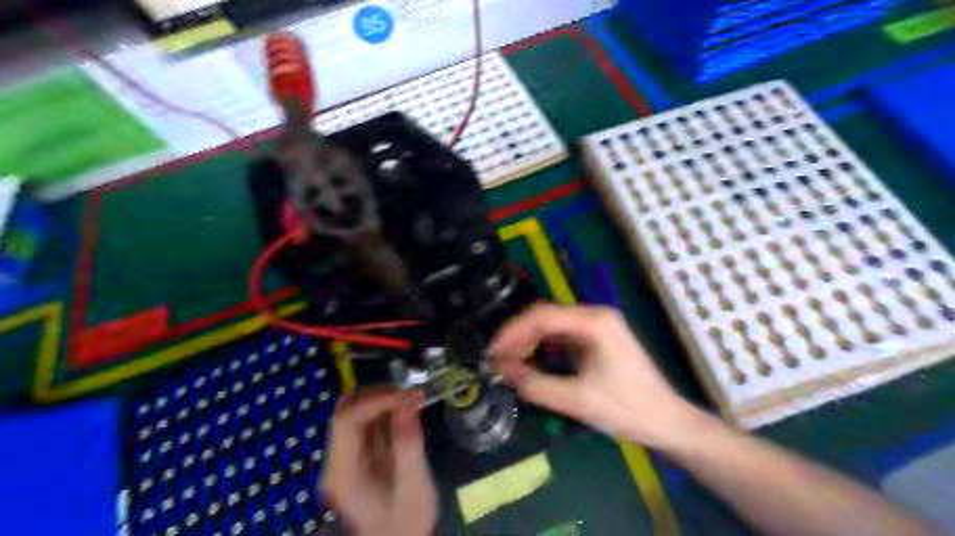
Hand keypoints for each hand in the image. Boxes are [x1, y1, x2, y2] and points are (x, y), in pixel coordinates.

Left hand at [322, 390, 436, 535]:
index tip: (410, 397)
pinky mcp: (356, 453)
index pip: (347, 420)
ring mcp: (345, 456)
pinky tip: (406, 414)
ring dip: (383, 400)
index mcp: (343, 472)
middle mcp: (337, 459)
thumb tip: (407, 406)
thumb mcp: (414, 489)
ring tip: (413, 403)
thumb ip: (408, 448)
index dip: (376, 401)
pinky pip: (366, 420)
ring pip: (354, 410)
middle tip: (412, 396)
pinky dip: (386, 410)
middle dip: (379, 396)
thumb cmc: (406, 523)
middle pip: (345, 410)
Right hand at [492, 306, 698, 447]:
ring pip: (552, 325)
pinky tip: (530, 359)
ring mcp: (598, 325)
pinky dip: (543, 346)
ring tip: (508, 360)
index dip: (512, 332)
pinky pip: (562, 335)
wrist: (667, 421)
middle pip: (546, 317)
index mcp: (594, 322)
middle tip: (496, 358)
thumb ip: (535, 384)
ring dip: (529, 340)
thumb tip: (502, 370)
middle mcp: (595, 315)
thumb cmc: (627, 409)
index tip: (493, 352)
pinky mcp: (598, 338)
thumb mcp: (577, 400)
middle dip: (518, 336)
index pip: (542, 316)